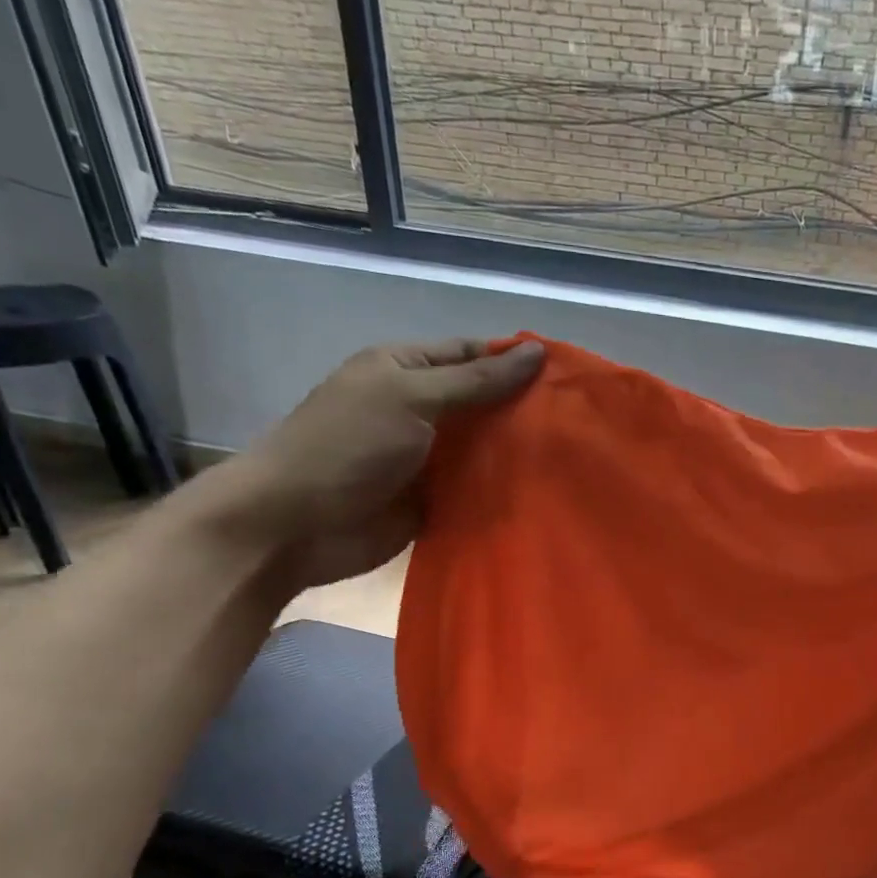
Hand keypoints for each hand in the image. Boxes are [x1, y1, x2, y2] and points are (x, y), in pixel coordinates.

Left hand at [197, 338, 542, 590]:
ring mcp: (428, 457)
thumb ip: (475, 380)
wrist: (298, 524)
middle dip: (524, 410)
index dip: (515, 361)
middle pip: (483, 403)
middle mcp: (420, 409)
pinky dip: (504, 490)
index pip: (471, 355)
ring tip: (572, 455)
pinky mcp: (435, 499)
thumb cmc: (349, 444)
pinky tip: (544, 491)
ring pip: (485, 449)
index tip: (568, 376)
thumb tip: (536, 352)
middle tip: (578, 420)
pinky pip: (477, 489)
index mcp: (406, 369)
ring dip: (518, 453)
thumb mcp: (412, 397)